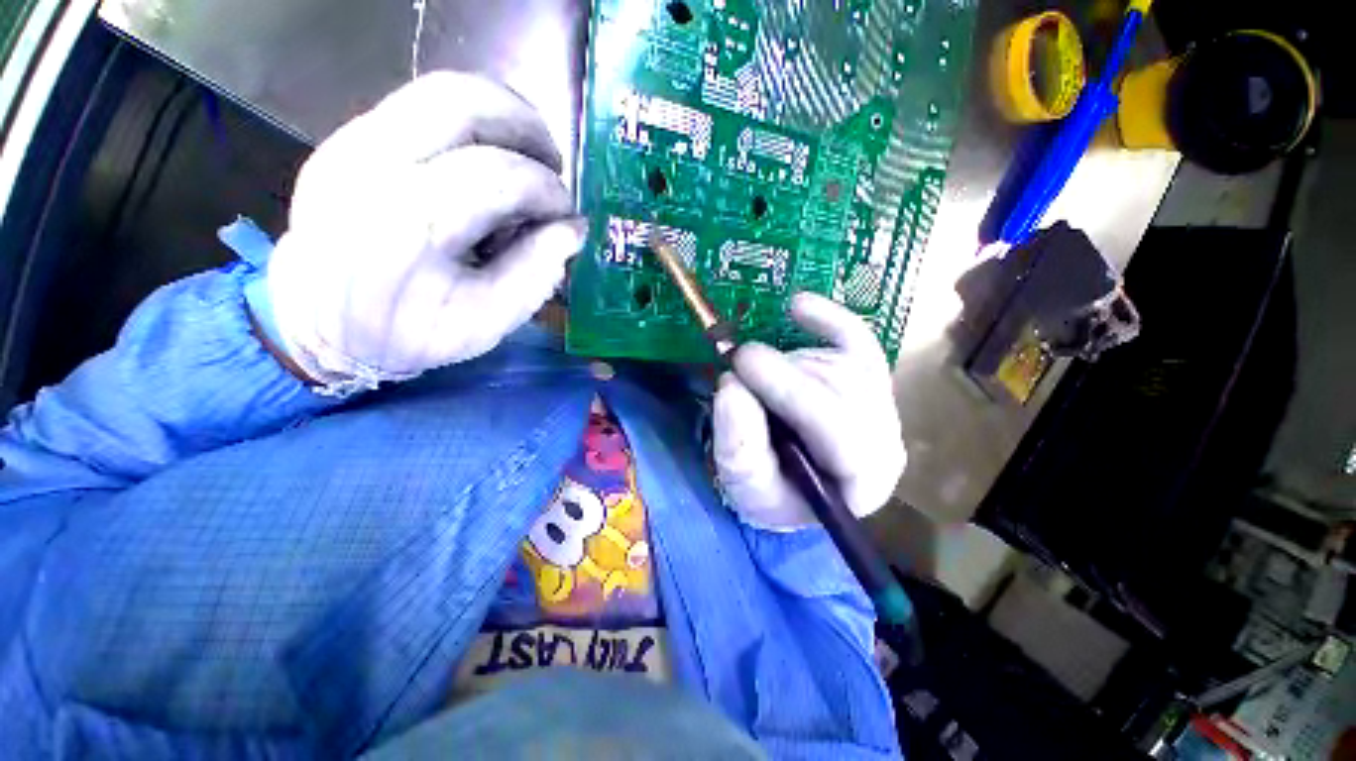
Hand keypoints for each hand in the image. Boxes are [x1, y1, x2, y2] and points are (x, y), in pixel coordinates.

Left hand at [262, 72, 585, 390]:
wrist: (320, 326)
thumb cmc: (411, 333)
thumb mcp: (489, 321)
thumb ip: (537, 272)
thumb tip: (572, 229)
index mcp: (410, 226)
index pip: (498, 175)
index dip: (547, 191)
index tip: (566, 216)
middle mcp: (372, 168)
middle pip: (460, 103)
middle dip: (525, 125)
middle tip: (552, 163)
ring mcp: (349, 146)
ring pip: (437, 91)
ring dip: (498, 115)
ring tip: (526, 155)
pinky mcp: (344, 141)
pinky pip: (417, 109)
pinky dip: (467, 126)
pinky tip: (483, 164)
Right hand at [713, 293, 905, 529]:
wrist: (791, 482)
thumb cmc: (770, 489)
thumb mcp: (745, 482)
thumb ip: (739, 444)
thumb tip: (732, 387)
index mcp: (862, 481)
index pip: (838, 430)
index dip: (789, 391)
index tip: (742, 364)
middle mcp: (885, 440)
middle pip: (841, 387)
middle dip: (783, 373)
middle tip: (737, 364)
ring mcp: (881, 405)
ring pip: (840, 363)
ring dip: (788, 363)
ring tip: (755, 376)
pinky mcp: (869, 378)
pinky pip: (857, 338)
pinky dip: (828, 319)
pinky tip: (798, 306)